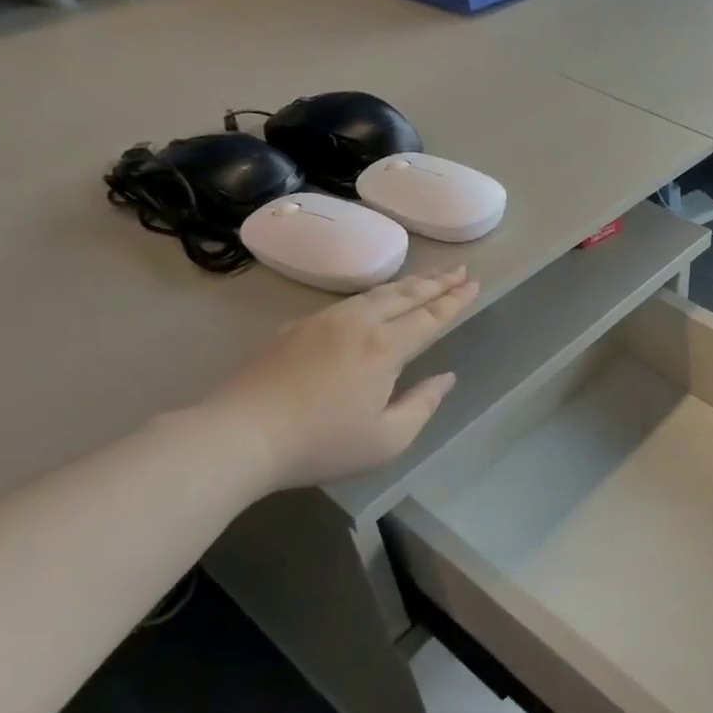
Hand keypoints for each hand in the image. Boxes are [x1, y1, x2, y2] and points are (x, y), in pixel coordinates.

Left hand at [197, 268, 479, 489]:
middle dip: (436, 282)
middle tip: (459, 269)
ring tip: (426, 277)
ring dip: (407, 283)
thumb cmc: (320, 443)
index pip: (430, 317)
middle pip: (406, 295)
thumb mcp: (387, 439)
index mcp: (386, 348)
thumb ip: (423, 405)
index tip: (474, 283)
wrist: (238, 435)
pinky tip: (373, 300)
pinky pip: (348, 302)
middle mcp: (359, 323)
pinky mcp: (296, 328)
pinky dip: (374, 294)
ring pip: (375, 293)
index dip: (455, 300)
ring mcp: (324, 321)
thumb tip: (446, 378)